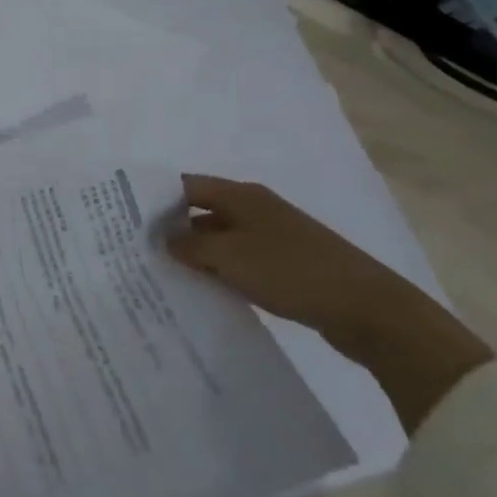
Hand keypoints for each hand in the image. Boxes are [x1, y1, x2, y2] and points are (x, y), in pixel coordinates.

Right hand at [165, 174, 491, 432]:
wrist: (370, 311)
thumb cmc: (293, 271)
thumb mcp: (232, 257)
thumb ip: (192, 246)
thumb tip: (165, 239)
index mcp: (242, 195)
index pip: (186, 186)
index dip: (156, 198)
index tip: (126, 218)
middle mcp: (256, 209)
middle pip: (202, 211)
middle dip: (173, 228)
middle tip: (140, 249)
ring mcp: (274, 237)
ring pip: (221, 238)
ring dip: (197, 253)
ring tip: (165, 272)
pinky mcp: (287, 266)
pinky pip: (241, 260)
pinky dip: (221, 270)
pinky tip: (205, 289)